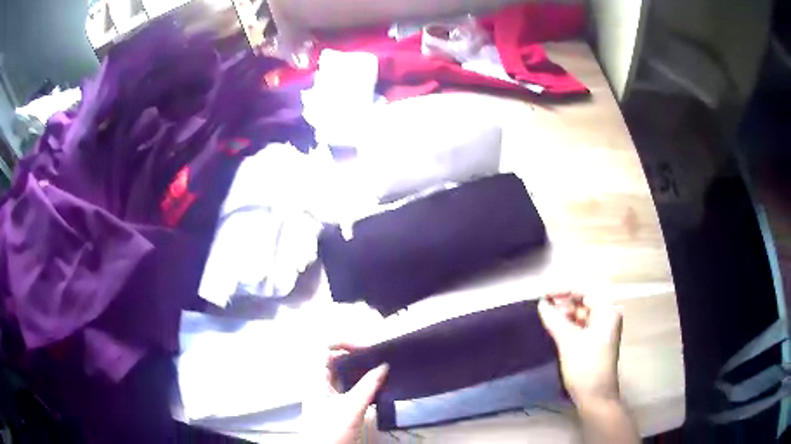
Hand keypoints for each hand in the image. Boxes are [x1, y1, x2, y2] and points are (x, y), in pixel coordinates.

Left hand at [302, 343, 388, 443]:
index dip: (344, 343)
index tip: (367, 348)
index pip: (325, 348)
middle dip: (355, 354)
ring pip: (342, 373)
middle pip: (334, 359)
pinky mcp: (334, 405)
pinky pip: (347, 386)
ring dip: (359, 369)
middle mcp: (318, 383)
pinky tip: (375, 386)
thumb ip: (368, 386)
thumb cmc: (332, 430)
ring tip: (379, 368)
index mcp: (315, 379)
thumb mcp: (352, 408)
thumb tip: (383, 365)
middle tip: (377, 356)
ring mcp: (326, 394)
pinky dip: (360, 382)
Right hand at [538, 293, 623, 405]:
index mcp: (608, 310)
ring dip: (565, 313)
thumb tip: (541, 303)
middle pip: (584, 299)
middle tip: (544, 307)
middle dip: (564, 301)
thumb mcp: (568, 341)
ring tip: (547, 317)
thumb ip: (554, 319)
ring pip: (581, 312)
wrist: (595, 396)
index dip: (563, 289)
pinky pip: (581, 324)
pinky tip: (555, 326)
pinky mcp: (596, 339)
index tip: (542, 294)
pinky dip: (569, 323)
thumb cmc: (585, 366)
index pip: (585, 290)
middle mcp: (608, 314)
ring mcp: (603, 327)